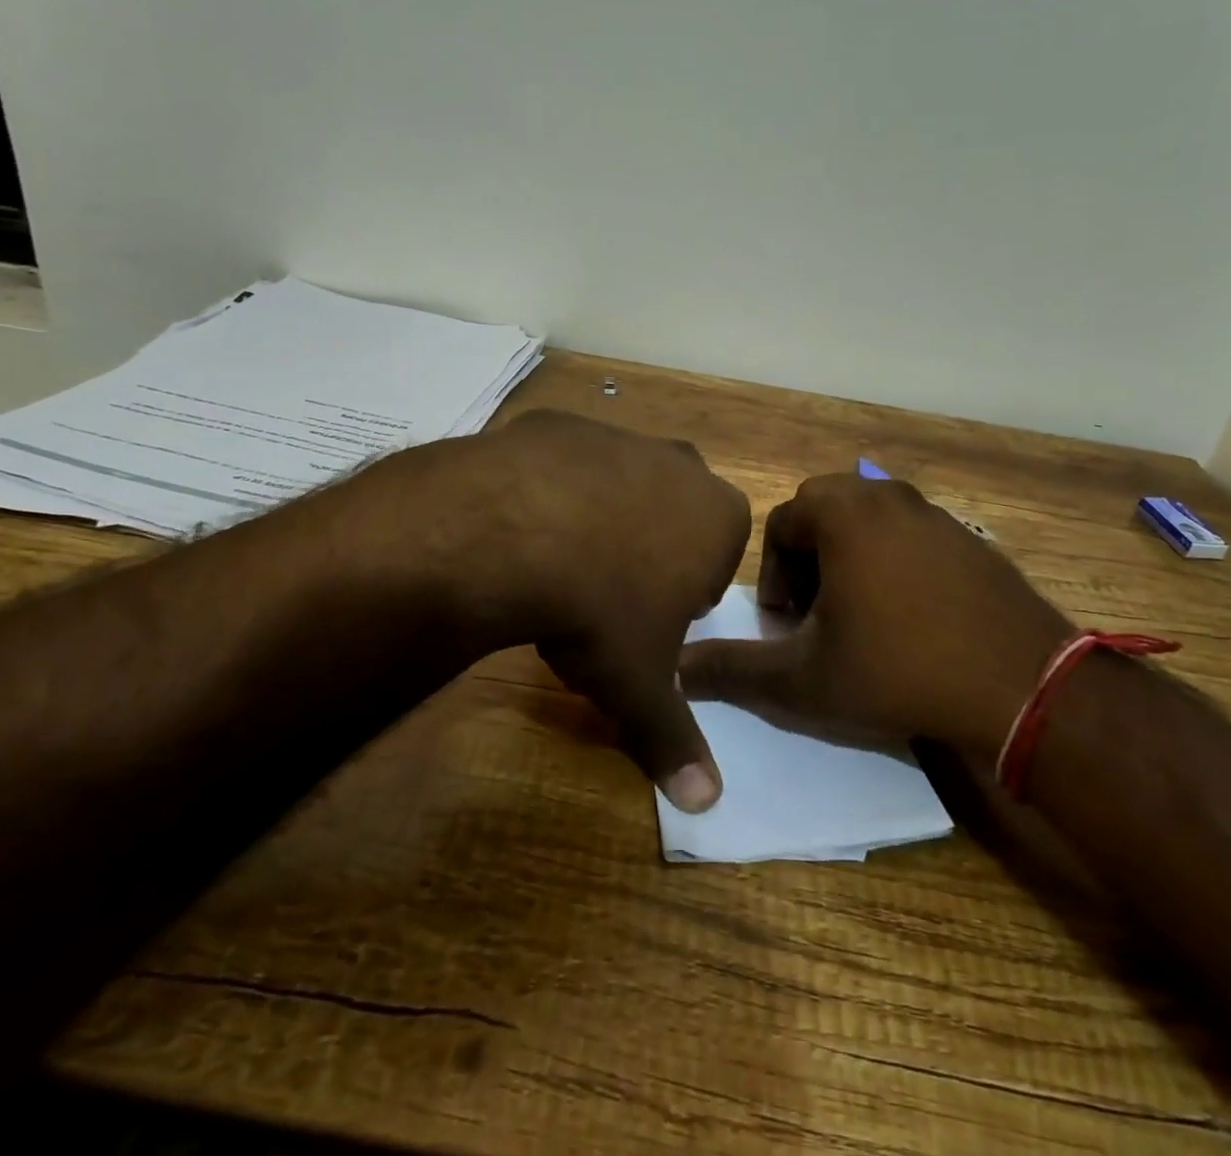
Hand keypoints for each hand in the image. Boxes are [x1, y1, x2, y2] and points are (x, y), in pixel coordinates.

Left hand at [323, 410, 750, 810]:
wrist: (511, 532)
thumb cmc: (600, 609)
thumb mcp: (639, 684)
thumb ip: (676, 741)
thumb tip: (707, 805)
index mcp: (719, 516)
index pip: (715, 561)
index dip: (683, 596)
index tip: (647, 621)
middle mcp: (680, 464)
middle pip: (674, 517)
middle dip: (650, 553)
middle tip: (604, 594)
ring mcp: (619, 436)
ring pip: (622, 485)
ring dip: (600, 520)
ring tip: (555, 562)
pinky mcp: (560, 423)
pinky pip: (565, 464)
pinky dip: (550, 491)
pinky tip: (519, 525)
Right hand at [677, 474, 1070, 762]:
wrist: (1019, 685)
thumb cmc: (896, 670)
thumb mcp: (802, 678)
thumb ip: (731, 670)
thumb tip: (672, 671)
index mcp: (841, 512)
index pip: (780, 524)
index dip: (773, 576)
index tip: (786, 625)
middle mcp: (886, 496)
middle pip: (823, 514)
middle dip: (808, 560)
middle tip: (816, 616)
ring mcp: (934, 512)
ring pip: (868, 522)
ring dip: (849, 559)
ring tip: (860, 617)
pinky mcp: (969, 536)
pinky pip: (910, 535)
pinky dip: (893, 563)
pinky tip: (911, 618)